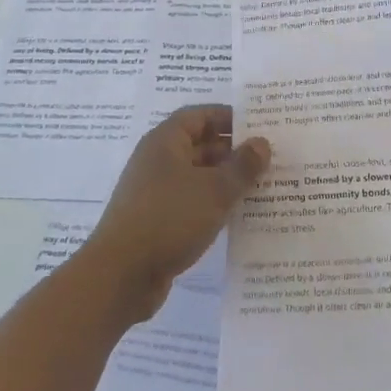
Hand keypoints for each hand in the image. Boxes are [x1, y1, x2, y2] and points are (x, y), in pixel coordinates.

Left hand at [80, 105, 269, 319]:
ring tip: (262, 186)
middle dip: (232, 150)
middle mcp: (157, 161)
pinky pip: (191, 202)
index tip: (258, 125)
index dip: (228, 117)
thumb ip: (242, 166)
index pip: (199, 116)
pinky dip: (213, 204)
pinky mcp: (157, 221)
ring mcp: (155, 192)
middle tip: (269, 159)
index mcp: (165, 142)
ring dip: (226, 180)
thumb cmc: (169, 218)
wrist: (121, 275)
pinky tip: (238, 215)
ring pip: (197, 176)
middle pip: (199, 145)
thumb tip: (261, 143)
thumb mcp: (215, 190)